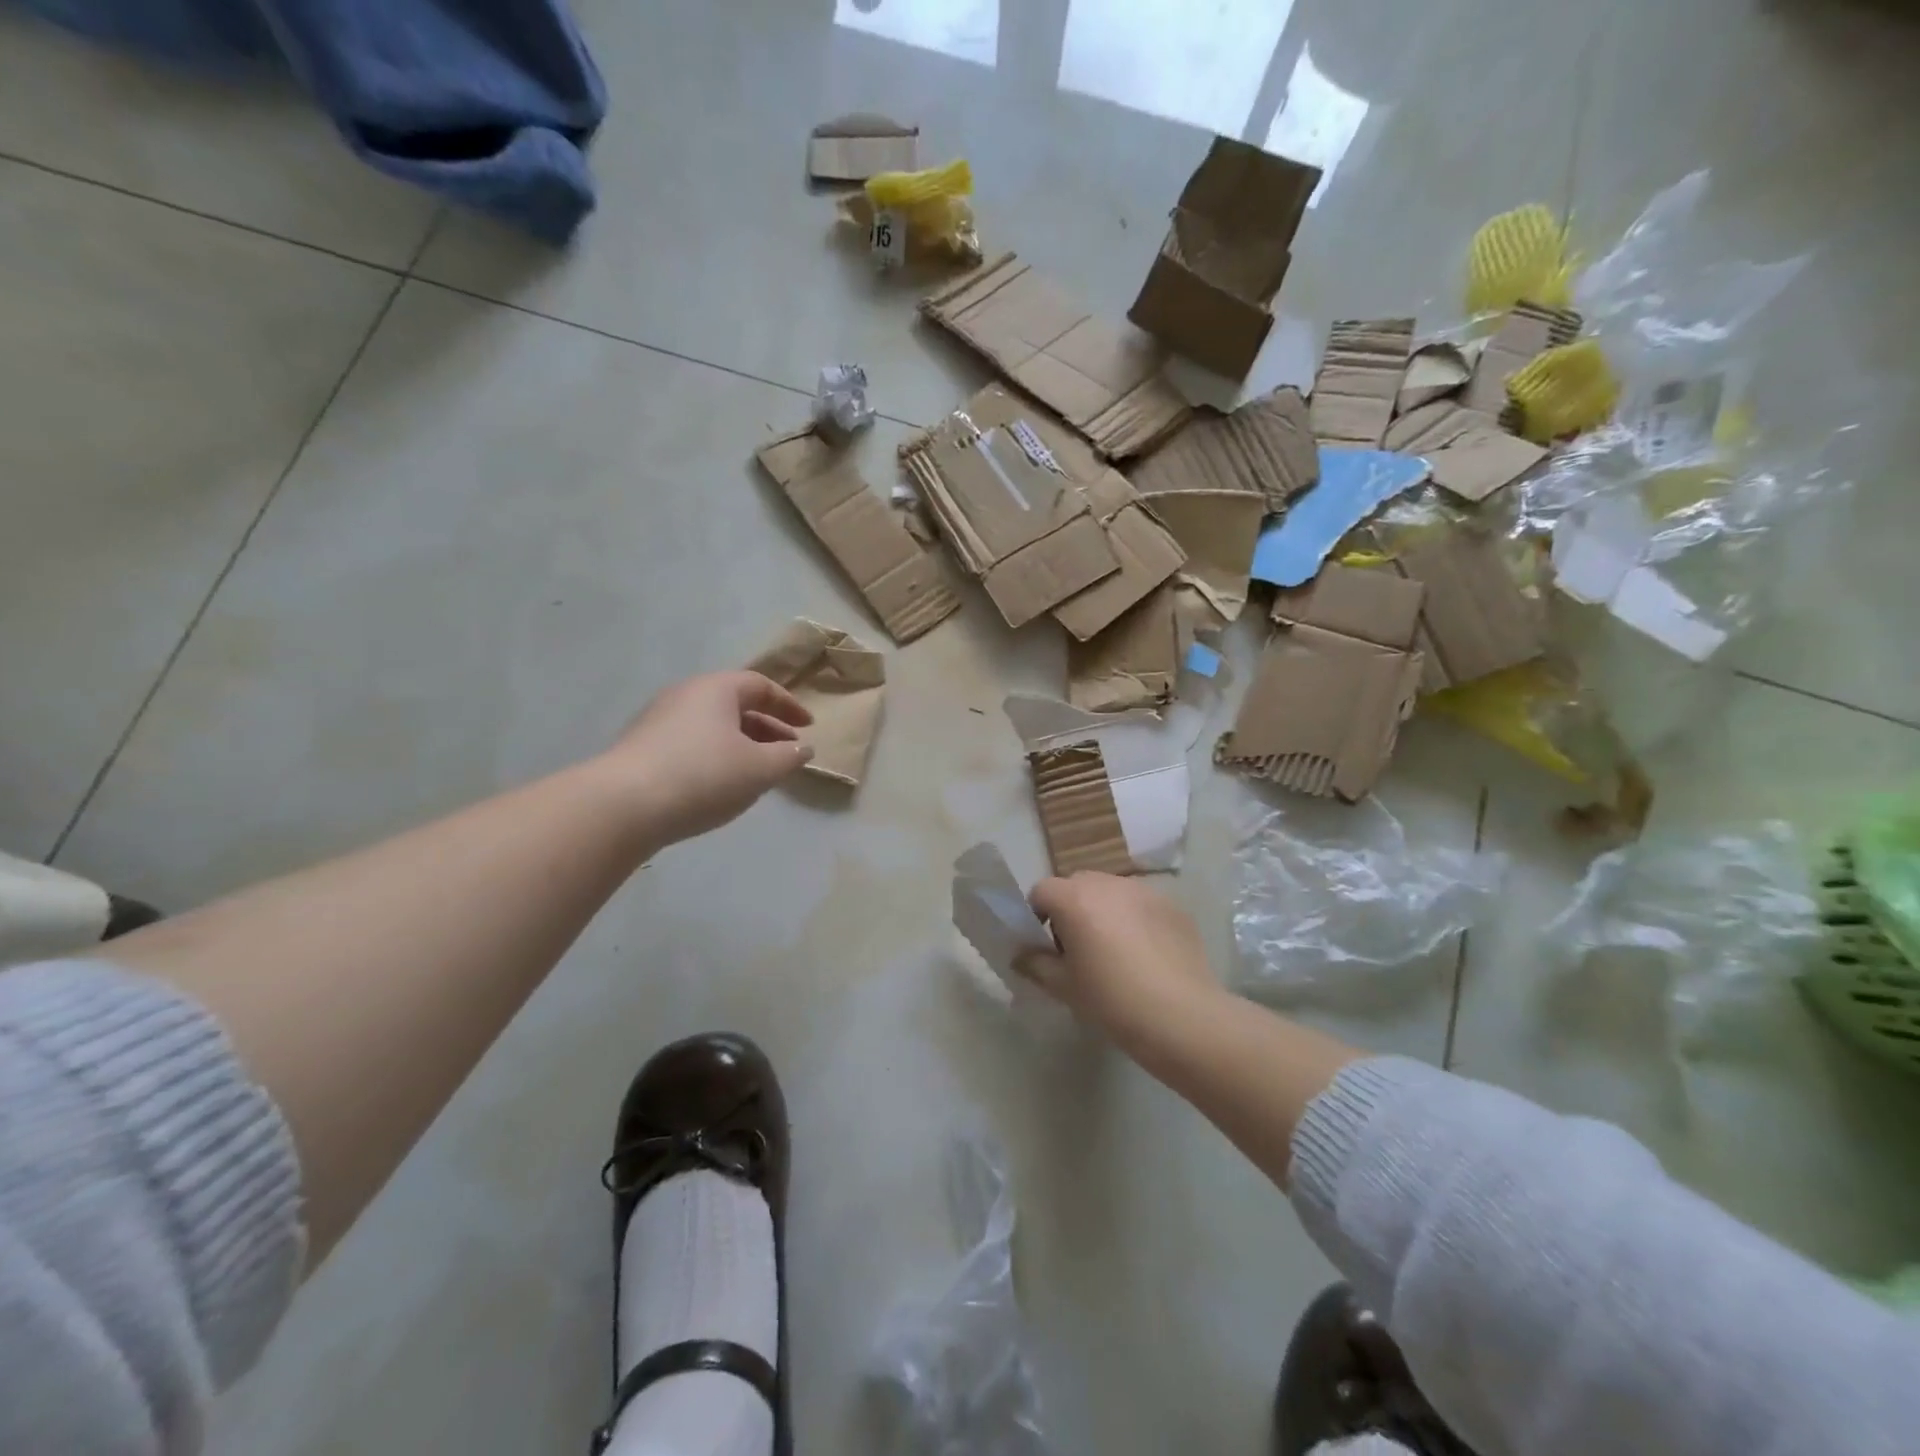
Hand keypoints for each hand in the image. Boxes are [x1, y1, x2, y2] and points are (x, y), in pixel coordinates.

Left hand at [606, 671, 813, 842]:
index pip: (760, 685)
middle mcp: (685, 695)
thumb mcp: (760, 768)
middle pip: (735, 705)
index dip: (789, 705)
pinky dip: (716, 757)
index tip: (808, 727)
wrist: (623, 805)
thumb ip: (788, 757)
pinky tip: (721, 785)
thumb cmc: (704, 775)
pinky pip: (692, 744)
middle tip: (787, 752)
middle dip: (767, 728)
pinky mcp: (642, 749)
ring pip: (713, 727)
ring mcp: (658, 721)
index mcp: (716, 689)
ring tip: (757, 773)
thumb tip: (803, 748)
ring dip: (742, 745)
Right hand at [1019, 874, 1221, 1045]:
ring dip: (1104, 911)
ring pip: (1111, 892)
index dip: (1038, 915)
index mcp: (1074, 899)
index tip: (1047, 946)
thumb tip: (1021, 955)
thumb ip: (1036, 964)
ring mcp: (1144, 891)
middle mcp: (1108, 883)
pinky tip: (1147, 955)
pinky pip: (1141, 904)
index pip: (1042, 891)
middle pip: (1077, 885)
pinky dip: (1135, 919)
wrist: (1181, 1016)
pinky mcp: (1172, 905)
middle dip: (1071, 909)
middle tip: (1080, 949)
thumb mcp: (1064, 987)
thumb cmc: (1112, 1000)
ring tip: (1117, 951)